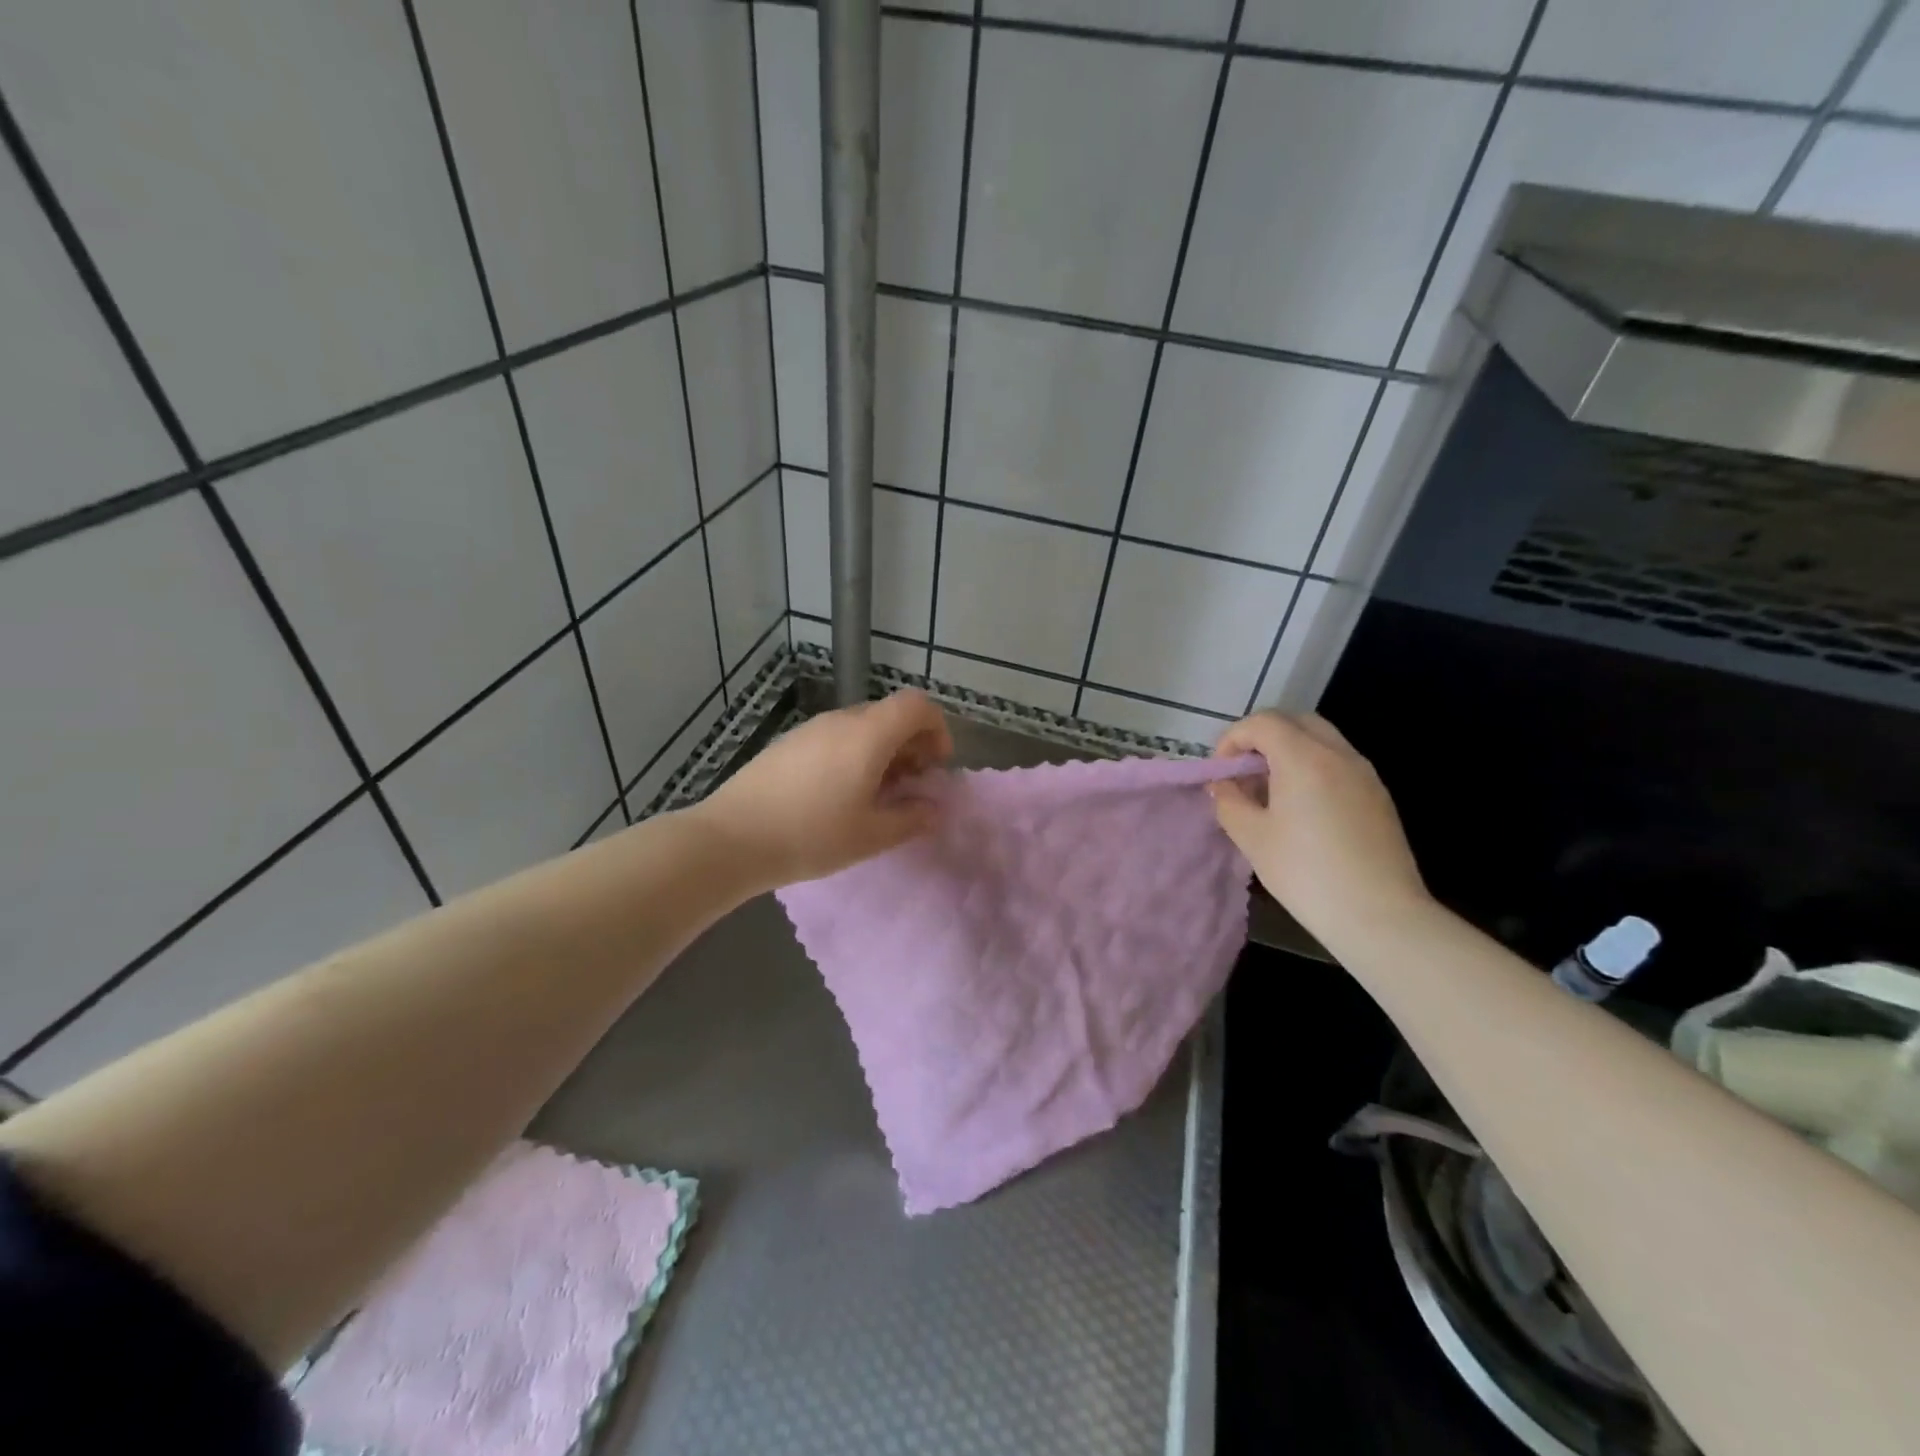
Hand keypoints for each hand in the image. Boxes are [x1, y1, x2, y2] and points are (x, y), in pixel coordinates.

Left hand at [695, 689, 954, 891]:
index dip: (937, 729)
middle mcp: (841, 720)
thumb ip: (912, 818)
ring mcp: (811, 729)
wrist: (732, 838)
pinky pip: (835, 737)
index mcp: (869, 734)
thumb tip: (935, 809)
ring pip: (862, 727)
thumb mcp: (871, 835)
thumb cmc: (811, 835)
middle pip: (890, 714)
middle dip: (911, 745)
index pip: (917, 705)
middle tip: (909, 787)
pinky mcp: (788, 743)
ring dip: (881, 752)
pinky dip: (853, 755)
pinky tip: (838, 795)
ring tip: (874, 796)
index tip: (934, 766)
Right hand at [1209, 712, 1429, 946]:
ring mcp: (1364, 773)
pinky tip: (1302, 808)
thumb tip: (1222, 785)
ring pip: (1321, 739)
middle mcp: (1338, 754)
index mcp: (1304, 758)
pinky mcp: (1379, 795)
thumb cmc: (1306, 874)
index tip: (1222, 772)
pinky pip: (1339, 762)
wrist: (1379, 916)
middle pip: (1295, 721)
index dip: (1233, 739)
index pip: (1262, 722)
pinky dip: (1313, 767)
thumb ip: (1229, 801)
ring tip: (1271, 791)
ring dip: (1289, 750)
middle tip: (1245, 772)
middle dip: (1263, 737)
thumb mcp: (1252, 838)